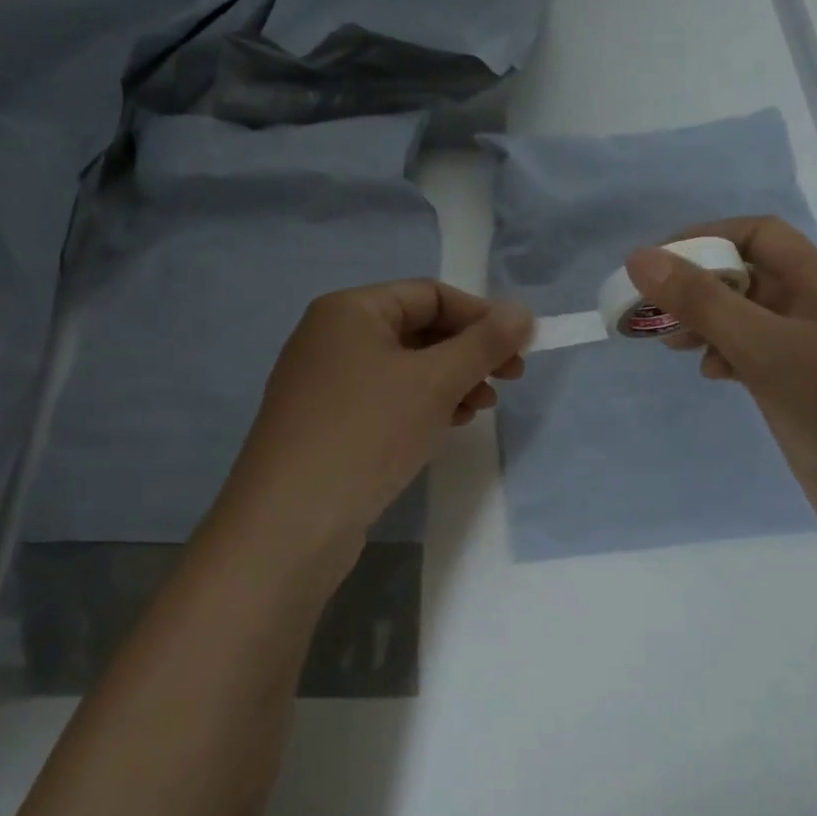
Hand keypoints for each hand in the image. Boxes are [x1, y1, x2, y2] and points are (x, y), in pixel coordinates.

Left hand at [219, 280, 530, 544]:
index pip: (430, 294)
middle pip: (417, 329)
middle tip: (509, 379)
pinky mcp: (327, 424)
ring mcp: (325, 384)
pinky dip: (421, 406)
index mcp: (350, 310)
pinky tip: (446, 426)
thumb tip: (523, 310)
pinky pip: (385, 400)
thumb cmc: (368, 432)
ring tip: (481, 408)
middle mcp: (331, 338)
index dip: (480, 316)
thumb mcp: (435, 381)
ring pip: (404, 369)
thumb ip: (484, 343)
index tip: (520, 348)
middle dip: (467, 353)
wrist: (293, 521)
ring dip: (450, 381)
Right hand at [626, 218, 816, 568]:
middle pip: (748, 277)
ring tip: (674, 346)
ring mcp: (810, 354)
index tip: (655, 265)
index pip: (756, 234)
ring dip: (708, 325)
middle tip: (653, 314)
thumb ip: (703, 302)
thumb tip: (641, 258)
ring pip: (747, 321)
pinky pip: (756, 359)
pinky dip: (727, 358)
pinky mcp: (802, 392)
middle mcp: (815, 309)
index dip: (705, 238)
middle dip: (698, 287)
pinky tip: (713, 376)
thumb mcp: (765, 348)